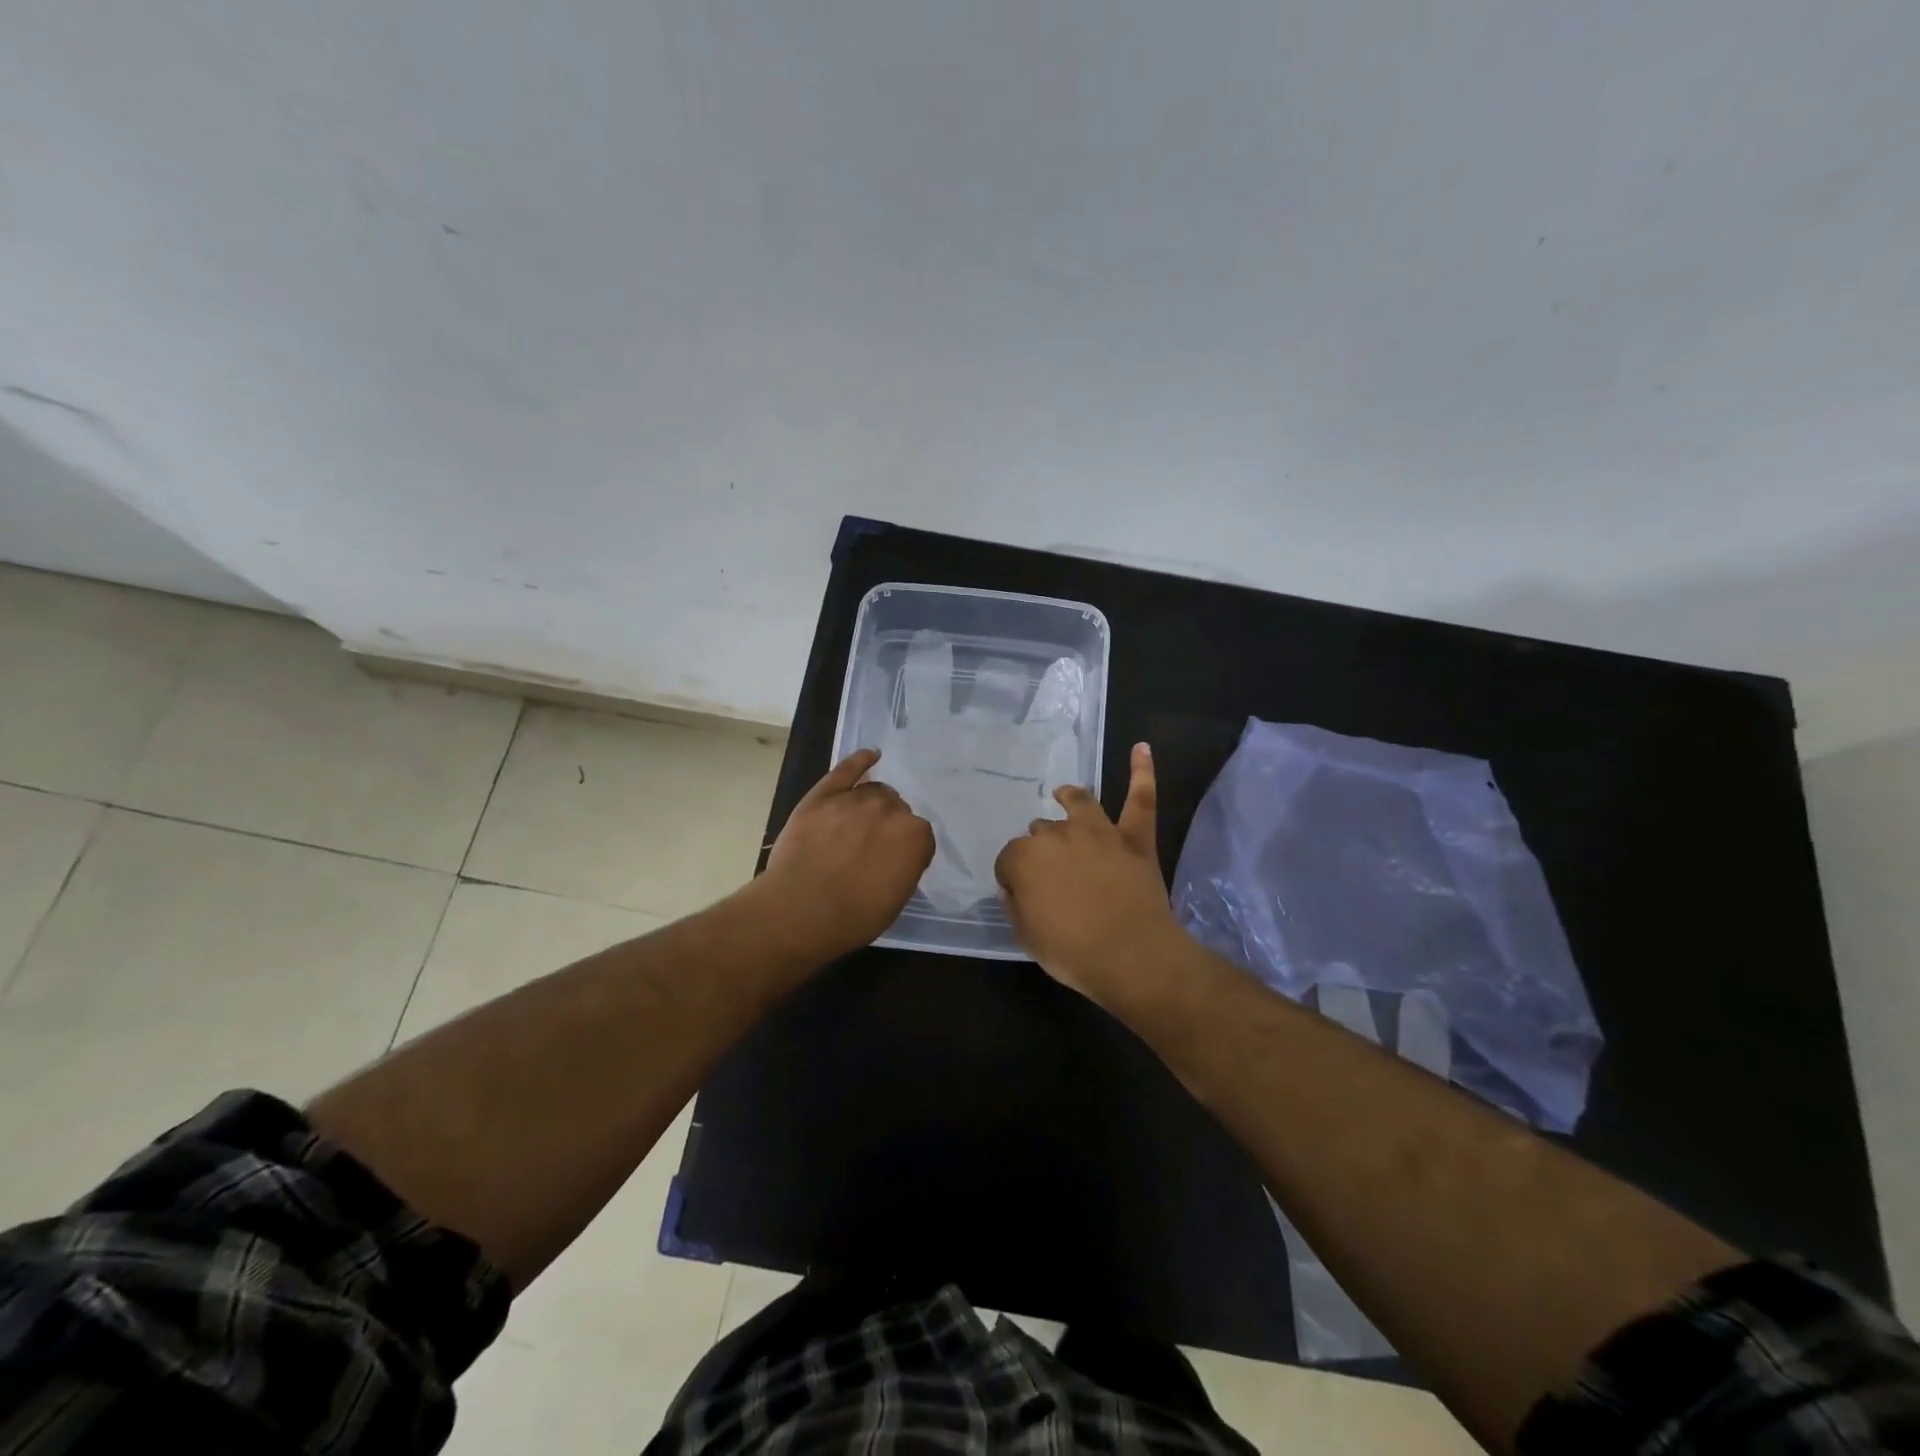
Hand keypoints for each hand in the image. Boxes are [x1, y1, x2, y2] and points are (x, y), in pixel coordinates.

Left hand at [757, 748, 933, 960]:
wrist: (800, 910)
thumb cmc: (853, 917)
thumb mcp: (896, 900)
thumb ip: (905, 868)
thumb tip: (898, 857)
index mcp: (914, 836)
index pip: (920, 837)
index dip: (907, 852)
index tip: (894, 867)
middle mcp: (890, 810)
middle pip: (897, 810)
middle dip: (888, 827)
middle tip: (872, 850)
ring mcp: (855, 798)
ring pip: (874, 791)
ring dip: (873, 804)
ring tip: (859, 825)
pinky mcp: (823, 795)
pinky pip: (847, 769)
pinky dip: (860, 760)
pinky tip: (870, 756)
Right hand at [994, 743, 1187, 1002]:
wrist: (1131, 956)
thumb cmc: (1072, 952)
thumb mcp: (1026, 935)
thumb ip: (1016, 904)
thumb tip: (1015, 887)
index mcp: (1025, 858)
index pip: (1010, 859)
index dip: (1013, 877)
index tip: (1021, 894)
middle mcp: (1058, 835)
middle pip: (1041, 832)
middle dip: (1041, 848)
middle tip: (1051, 873)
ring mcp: (1099, 832)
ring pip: (1080, 804)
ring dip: (1070, 798)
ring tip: (1066, 795)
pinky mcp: (1134, 839)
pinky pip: (1140, 799)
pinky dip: (1142, 773)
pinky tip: (1141, 748)